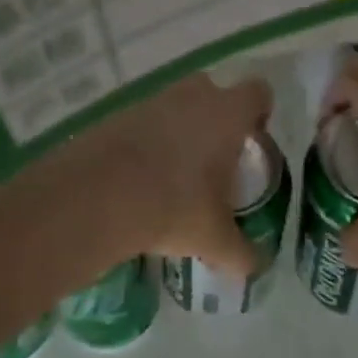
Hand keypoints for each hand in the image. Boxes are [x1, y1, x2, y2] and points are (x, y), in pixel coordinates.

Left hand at [54, 73, 273, 275]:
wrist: (97, 196)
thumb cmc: (174, 207)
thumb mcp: (214, 238)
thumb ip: (241, 252)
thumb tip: (256, 266)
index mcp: (227, 114)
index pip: (258, 93)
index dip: (260, 113)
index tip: (254, 141)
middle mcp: (192, 97)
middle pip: (213, 92)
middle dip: (217, 117)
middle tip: (216, 157)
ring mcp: (151, 102)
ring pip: (176, 106)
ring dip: (180, 129)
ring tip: (176, 173)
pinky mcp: (117, 115)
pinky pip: (143, 122)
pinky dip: (147, 141)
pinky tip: (142, 177)